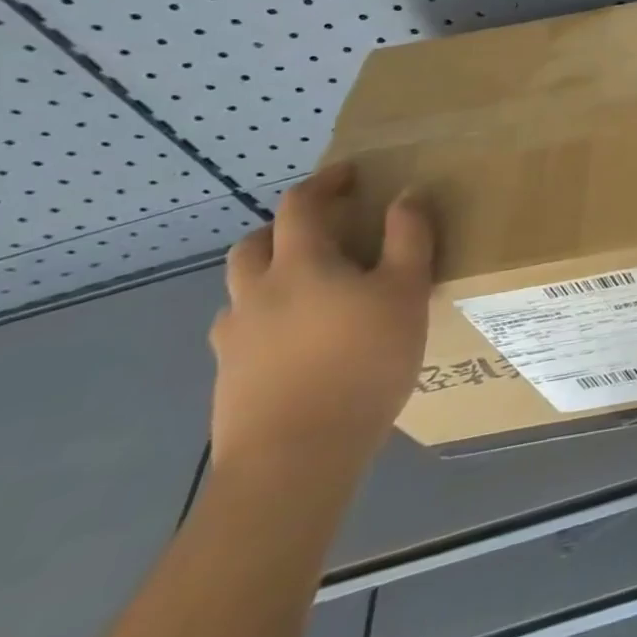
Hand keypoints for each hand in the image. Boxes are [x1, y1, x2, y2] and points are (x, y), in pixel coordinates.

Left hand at [208, 165, 432, 476]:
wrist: (293, 461)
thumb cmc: (361, 363)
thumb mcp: (406, 291)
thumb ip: (408, 237)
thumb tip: (406, 195)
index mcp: (299, 264)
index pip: (300, 205)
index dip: (324, 183)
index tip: (349, 175)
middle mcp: (256, 294)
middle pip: (254, 244)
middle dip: (285, 229)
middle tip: (323, 233)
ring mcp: (234, 341)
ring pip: (242, 291)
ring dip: (270, 277)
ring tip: (310, 292)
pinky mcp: (228, 381)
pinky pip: (243, 333)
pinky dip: (266, 322)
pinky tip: (297, 345)